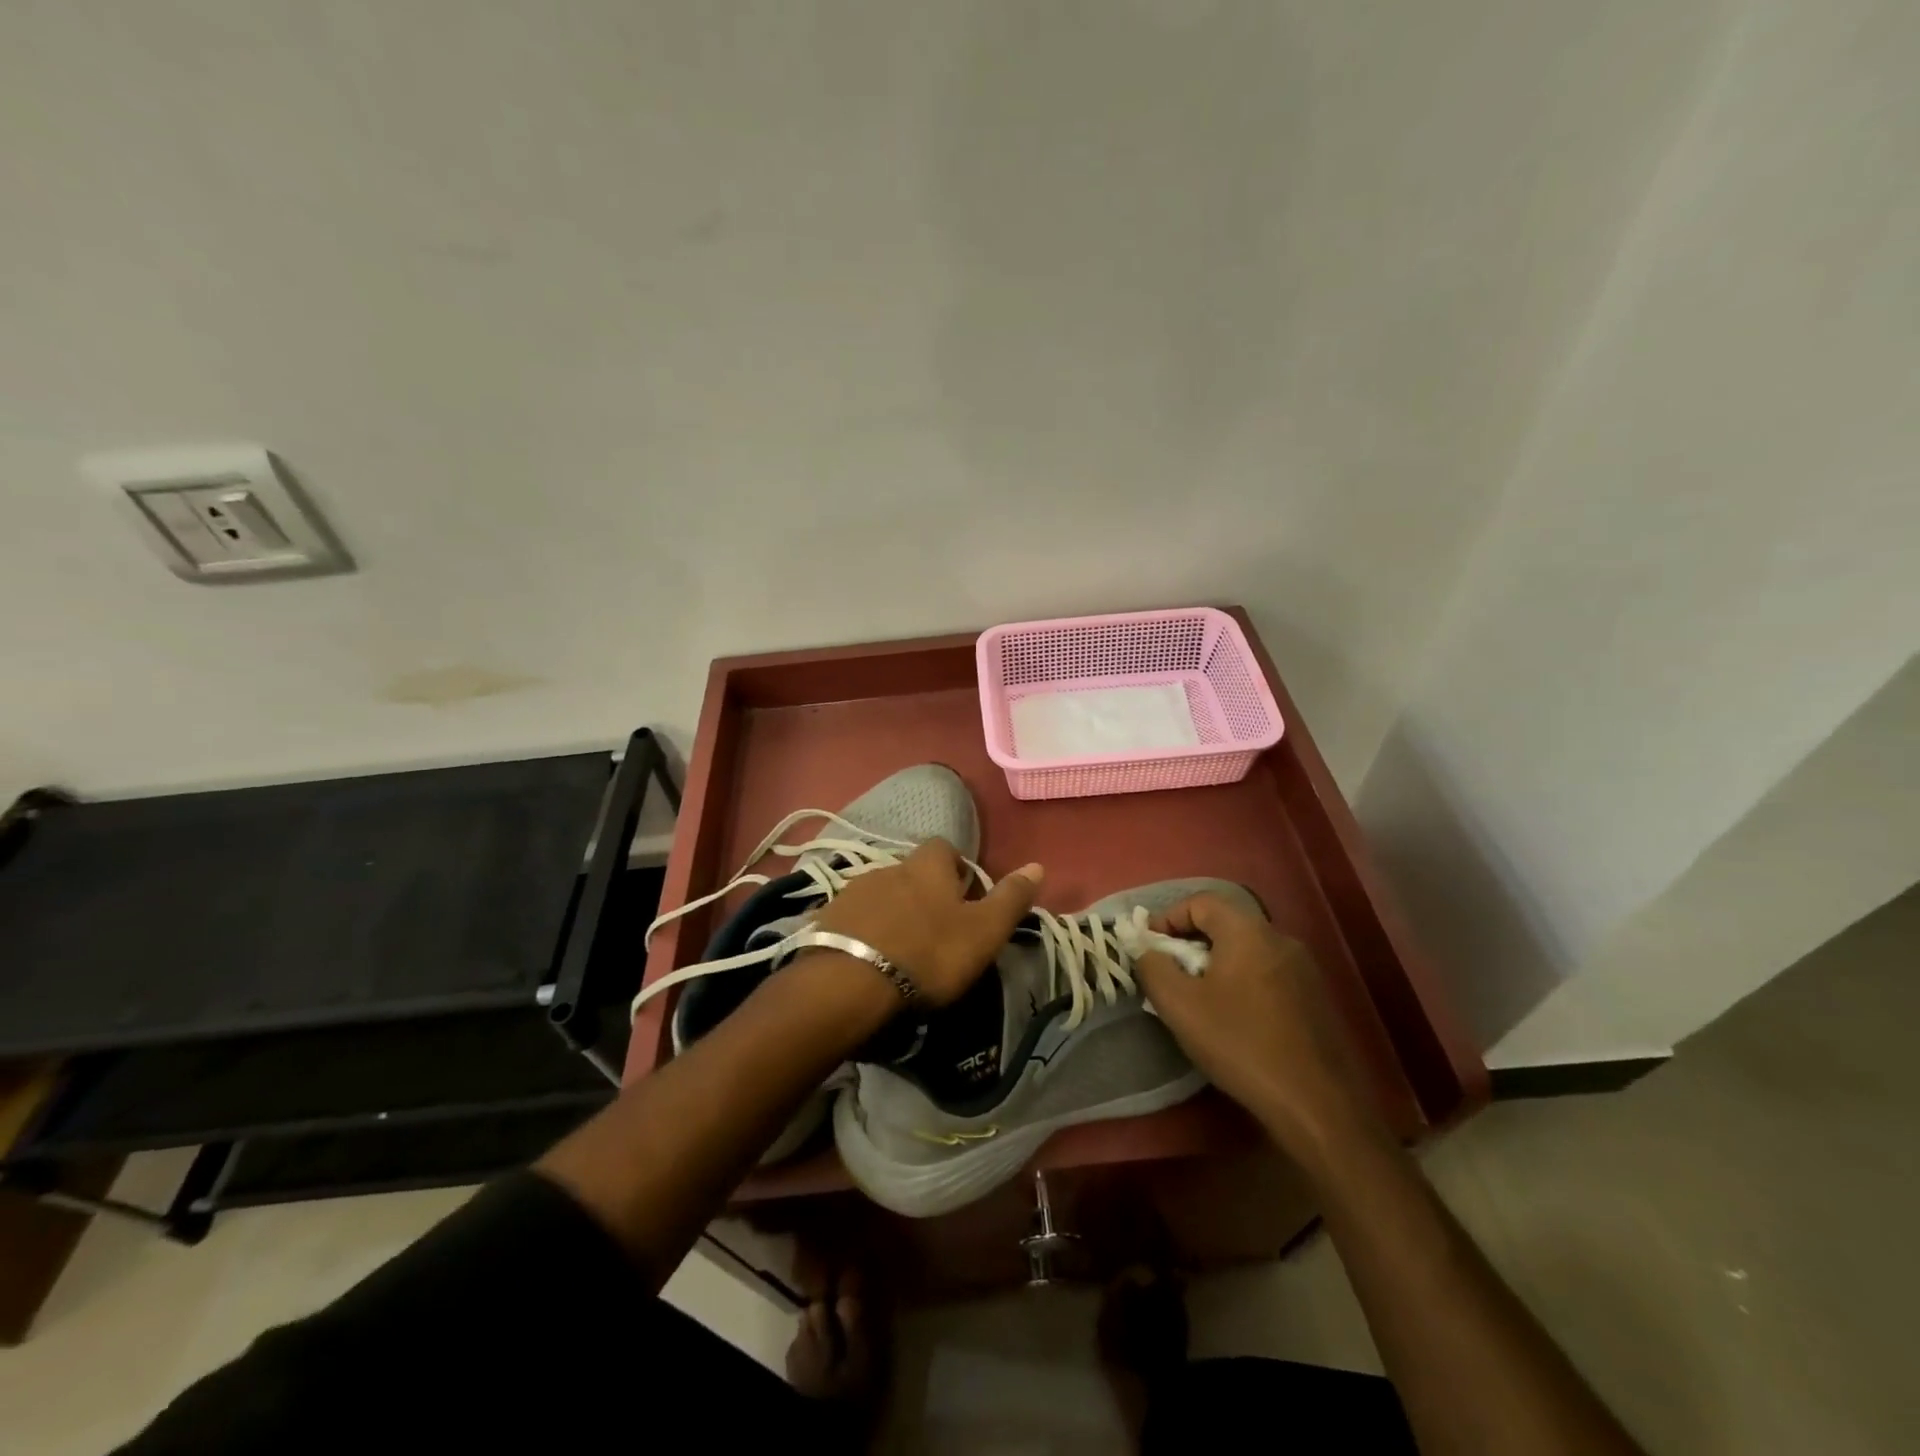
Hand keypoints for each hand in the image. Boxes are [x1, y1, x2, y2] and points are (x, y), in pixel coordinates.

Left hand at [805, 838, 1043, 1007]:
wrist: (849, 984)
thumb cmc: (928, 953)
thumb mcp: (983, 930)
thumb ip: (1011, 898)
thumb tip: (1038, 865)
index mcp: (927, 865)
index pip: (946, 848)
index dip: (958, 869)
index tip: (966, 900)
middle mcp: (889, 866)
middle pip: (912, 872)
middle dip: (924, 894)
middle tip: (936, 931)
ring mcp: (853, 891)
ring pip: (882, 894)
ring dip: (893, 913)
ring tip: (901, 949)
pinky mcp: (826, 918)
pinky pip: (853, 918)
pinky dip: (865, 932)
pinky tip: (869, 959)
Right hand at [1133, 893, 1376, 1150]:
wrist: (1317, 1104)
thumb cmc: (1240, 1044)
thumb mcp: (1179, 1005)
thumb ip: (1152, 967)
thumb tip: (1146, 950)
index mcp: (1248, 931)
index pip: (1200, 901)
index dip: (1168, 917)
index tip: (1149, 947)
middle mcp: (1280, 939)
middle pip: (1225, 923)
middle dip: (1190, 943)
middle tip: (1170, 974)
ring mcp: (1304, 969)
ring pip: (1247, 950)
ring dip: (1216, 964)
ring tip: (1198, 999)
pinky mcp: (1316, 998)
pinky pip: (1267, 973)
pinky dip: (1242, 982)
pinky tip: (1235, 1019)